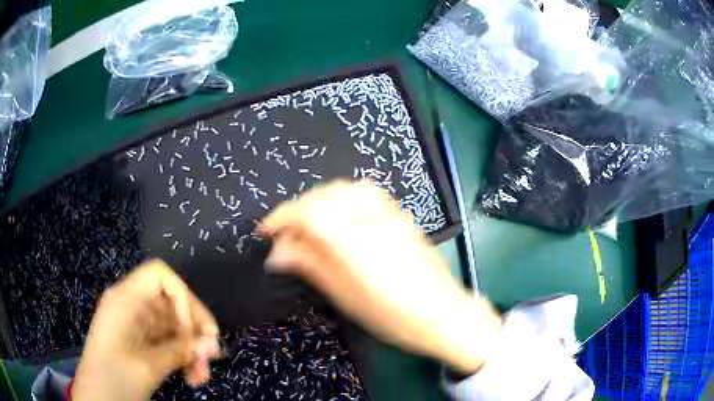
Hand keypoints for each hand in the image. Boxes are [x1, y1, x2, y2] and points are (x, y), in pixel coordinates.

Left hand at [73, 260, 219, 400]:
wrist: (97, 397)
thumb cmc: (114, 377)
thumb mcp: (148, 366)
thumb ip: (180, 351)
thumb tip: (212, 344)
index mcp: (126, 300)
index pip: (160, 276)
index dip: (182, 297)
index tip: (192, 331)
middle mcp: (131, 306)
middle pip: (171, 304)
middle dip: (193, 331)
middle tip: (210, 358)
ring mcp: (135, 325)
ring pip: (172, 327)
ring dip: (190, 349)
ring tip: (200, 376)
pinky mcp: (139, 342)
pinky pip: (166, 342)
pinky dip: (181, 356)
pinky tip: (190, 375)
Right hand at [260, 180, 502, 373]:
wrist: (445, 314)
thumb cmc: (395, 318)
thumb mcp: (347, 298)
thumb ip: (312, 267)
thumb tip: (278, 253)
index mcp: (356, 245)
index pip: (308, 212)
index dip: (281, 217)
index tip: (266, 232)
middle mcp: (373, 220)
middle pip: (324, 195)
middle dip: (298, 210)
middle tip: (288, 236)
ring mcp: (391, 215)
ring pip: (345, 188)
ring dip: (320, 200)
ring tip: (311, 225)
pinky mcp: (402, 216)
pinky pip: (365, 193)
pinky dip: (342, 198)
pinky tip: (340, 219)